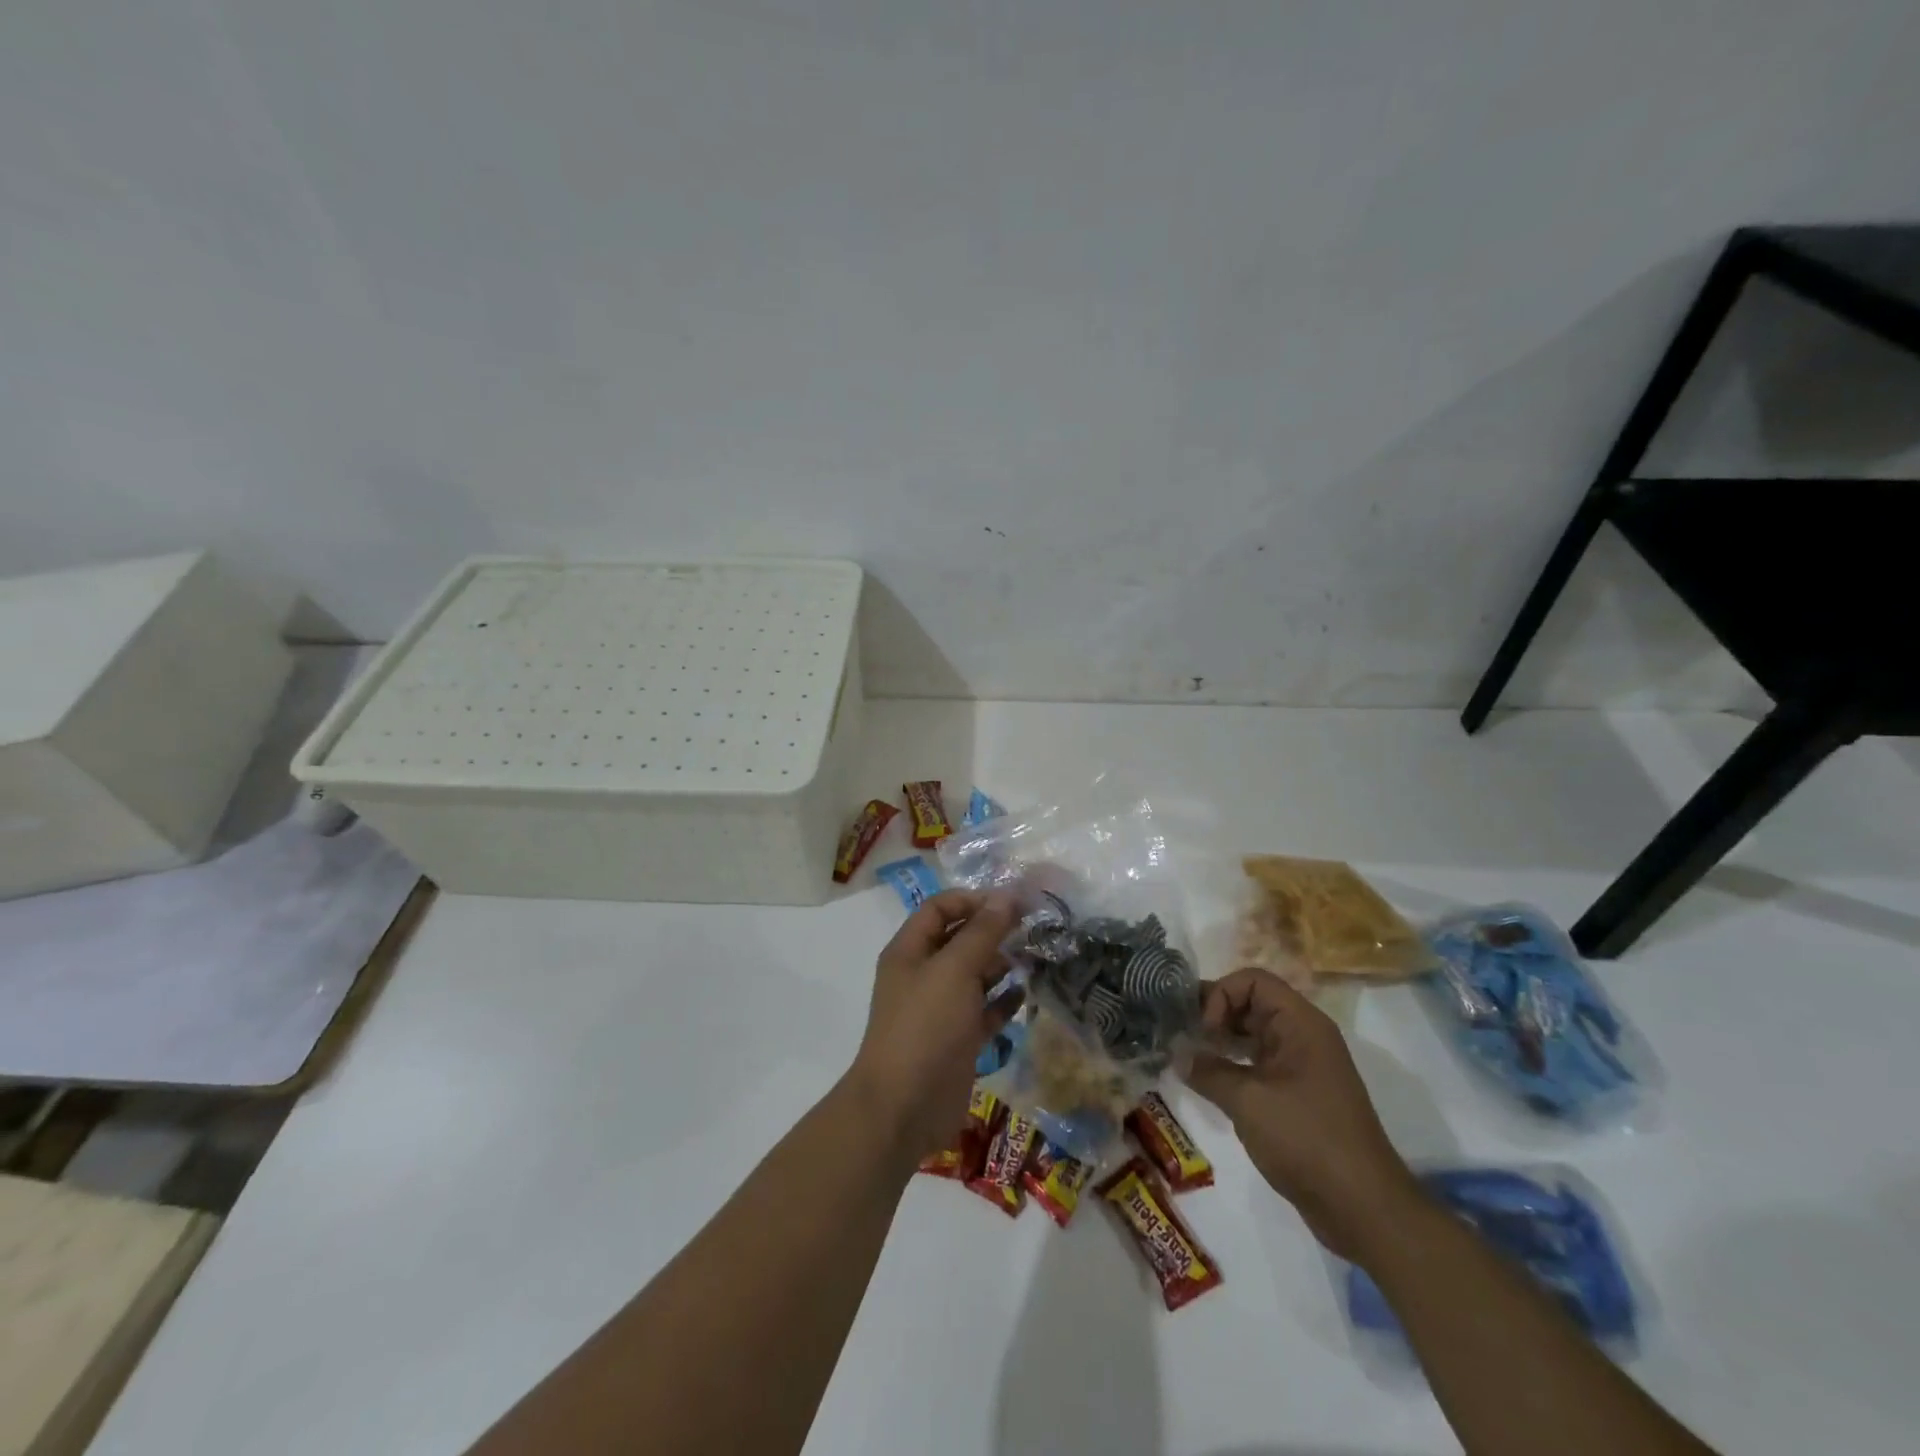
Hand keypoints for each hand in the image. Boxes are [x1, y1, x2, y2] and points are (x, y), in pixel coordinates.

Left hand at [848, 890, 1019, 1162]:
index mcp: (910, 951)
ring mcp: (940, 1009)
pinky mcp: (958, 1039)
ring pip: (974, 975)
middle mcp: (923, 974)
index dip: (973, 900)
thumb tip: (1008, 896)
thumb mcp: (955, 970)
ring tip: (1036, 958)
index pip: (940, 908)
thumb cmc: (925, 1027)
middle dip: (993, 931)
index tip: (1012, 903)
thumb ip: (982, 932)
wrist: (904, 1108)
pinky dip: (1003, 1001)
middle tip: (1034, 928)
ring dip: (1002, 965)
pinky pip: (984, 1011)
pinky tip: (1026, 994)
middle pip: (959, 940)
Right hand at [1185, 968, 1419, 1258]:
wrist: (1364, 1209)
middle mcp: (1304, 1036)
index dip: (1221, 995)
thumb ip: (1207, 1071)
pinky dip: (1233, 1066)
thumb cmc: (1306, 1140)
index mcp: (1301, 1023)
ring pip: (1253, 1035)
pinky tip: (1210, 1084)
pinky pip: (1260, 1064)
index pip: (1252, 980)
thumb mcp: (1248, 1101)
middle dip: (1214, 1015)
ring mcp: (1303, 1067)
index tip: (1203, 1030)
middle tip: (1182, 1037)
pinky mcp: (1299, 1095)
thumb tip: (1178, 1055)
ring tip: (1189, 1059)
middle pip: (1252, 1003)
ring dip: (1221, 1042)